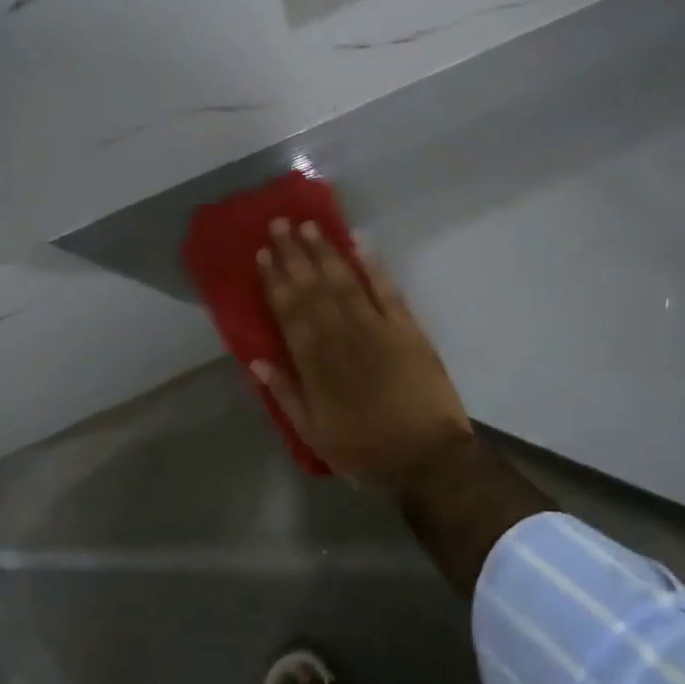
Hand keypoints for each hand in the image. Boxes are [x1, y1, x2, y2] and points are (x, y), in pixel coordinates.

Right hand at [253, 219, 473, 492]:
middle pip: (313, 288)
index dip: (275, 282)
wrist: (427, 459)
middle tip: (280, 223)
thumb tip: (257, 361)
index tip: (263, 254)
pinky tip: (360, 243)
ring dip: (326, 252)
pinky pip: (387, 290)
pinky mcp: (407, 329)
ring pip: (345, 282)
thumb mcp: (314, 434)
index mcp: (315, 364)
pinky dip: (373, 266)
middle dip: (295, 255)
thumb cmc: (365, 451)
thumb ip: (285, 395)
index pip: (289, 312)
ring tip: (310, 226)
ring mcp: (377, 329)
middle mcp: (341, 337)